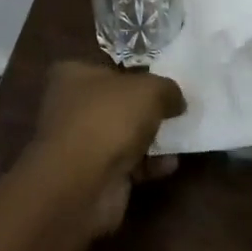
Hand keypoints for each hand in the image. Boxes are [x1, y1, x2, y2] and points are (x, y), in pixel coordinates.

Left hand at [29, 61, 185, 236]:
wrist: (82, 184)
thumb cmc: (109, 120)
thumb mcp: (150, 90)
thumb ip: (167, 89)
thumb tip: (176, 100)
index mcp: (73, 75)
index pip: (107, 67)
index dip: (136, 71)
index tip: (163, 79)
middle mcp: (71, 106)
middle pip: (117, 102)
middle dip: (146, 108)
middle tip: (177, 108)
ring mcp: (80, 143)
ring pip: (123, 135)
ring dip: (151, 138)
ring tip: (180, 137)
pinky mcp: (92, 174)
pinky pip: (126, 164)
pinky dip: (148, 165)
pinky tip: (170, 165)